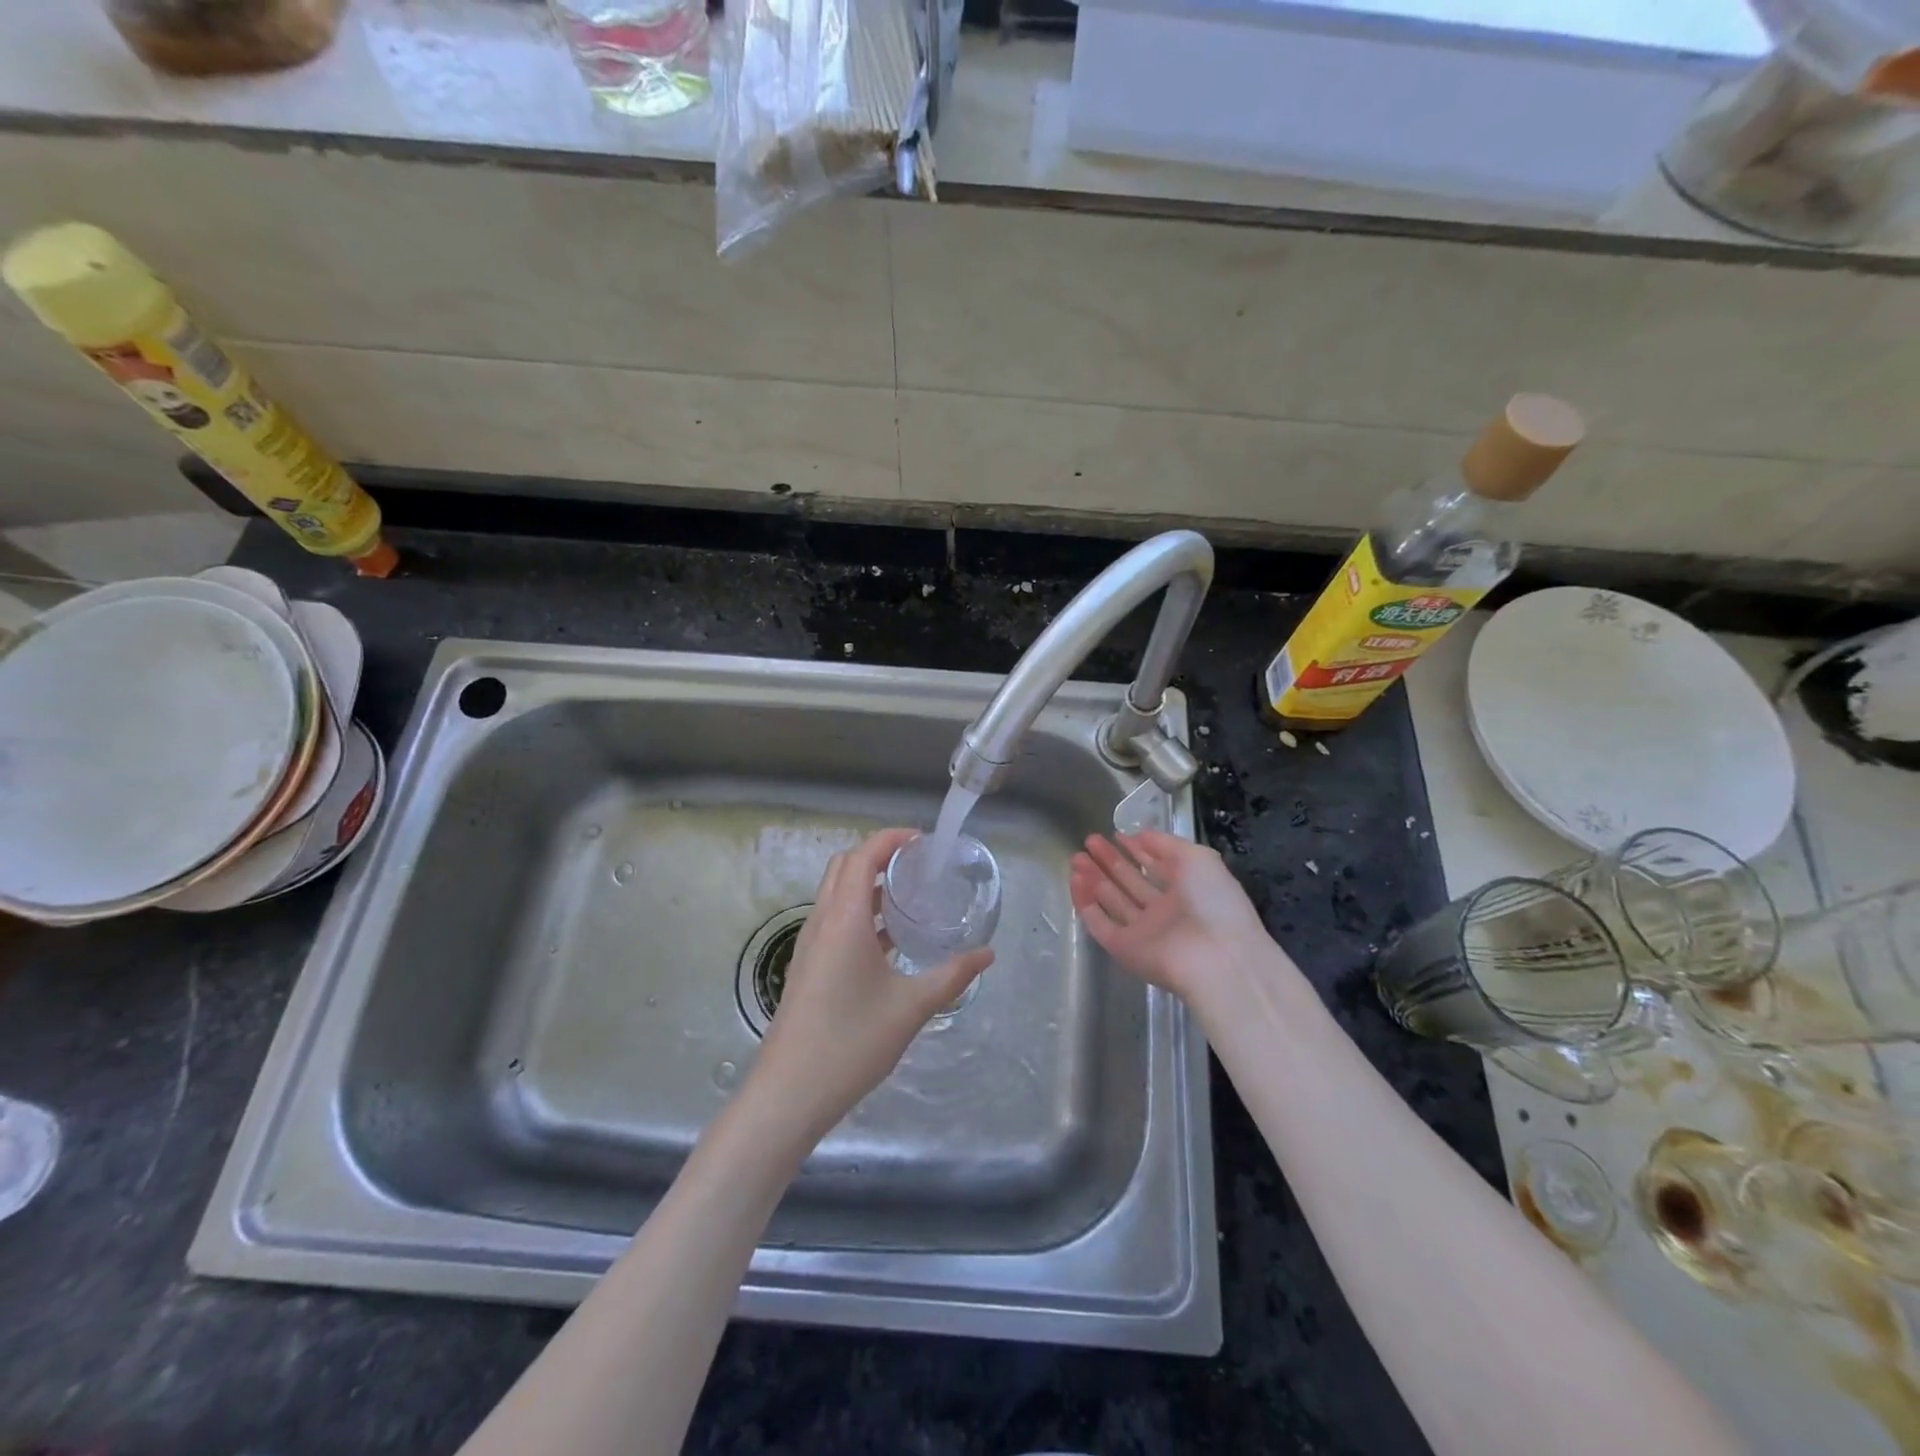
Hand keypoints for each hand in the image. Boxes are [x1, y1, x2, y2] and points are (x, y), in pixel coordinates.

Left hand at [746, 828, 993, 1143]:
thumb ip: (952, 976)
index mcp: (844, 918)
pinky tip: (889, 941)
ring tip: (909, 897)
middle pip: (844, 866)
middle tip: (918, 866)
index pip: (863, 855)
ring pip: (836, 893)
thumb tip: (987, 954)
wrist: (790, 1092)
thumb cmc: (852, 1042)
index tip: (924, 842)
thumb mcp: (912, 1007)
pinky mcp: (807, 965)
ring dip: (867, 884)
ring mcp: (810, 944)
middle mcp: (822, 921)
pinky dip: (859, 911)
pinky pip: (833, 919)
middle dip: (879, 855)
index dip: (892, 839)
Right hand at [1069, 830, 1281, 1006]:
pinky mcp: (1124, 949)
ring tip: (1076, 857)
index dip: (1137, 850)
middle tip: (1089, 841)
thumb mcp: (1198, 858)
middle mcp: (1164, 911)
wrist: (1216, 959)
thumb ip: (1166, 844)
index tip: (1116, 834)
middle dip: (1110, 861)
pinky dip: (1085, 903)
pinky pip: (1100, 923)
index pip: (1156, 867)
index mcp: (1188, 890)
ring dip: (1093, 879)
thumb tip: (1139, 835)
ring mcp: (1143, 931)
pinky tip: (1074, 879)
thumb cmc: (1213, 902)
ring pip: (1113, 901)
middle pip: (1131, 882)